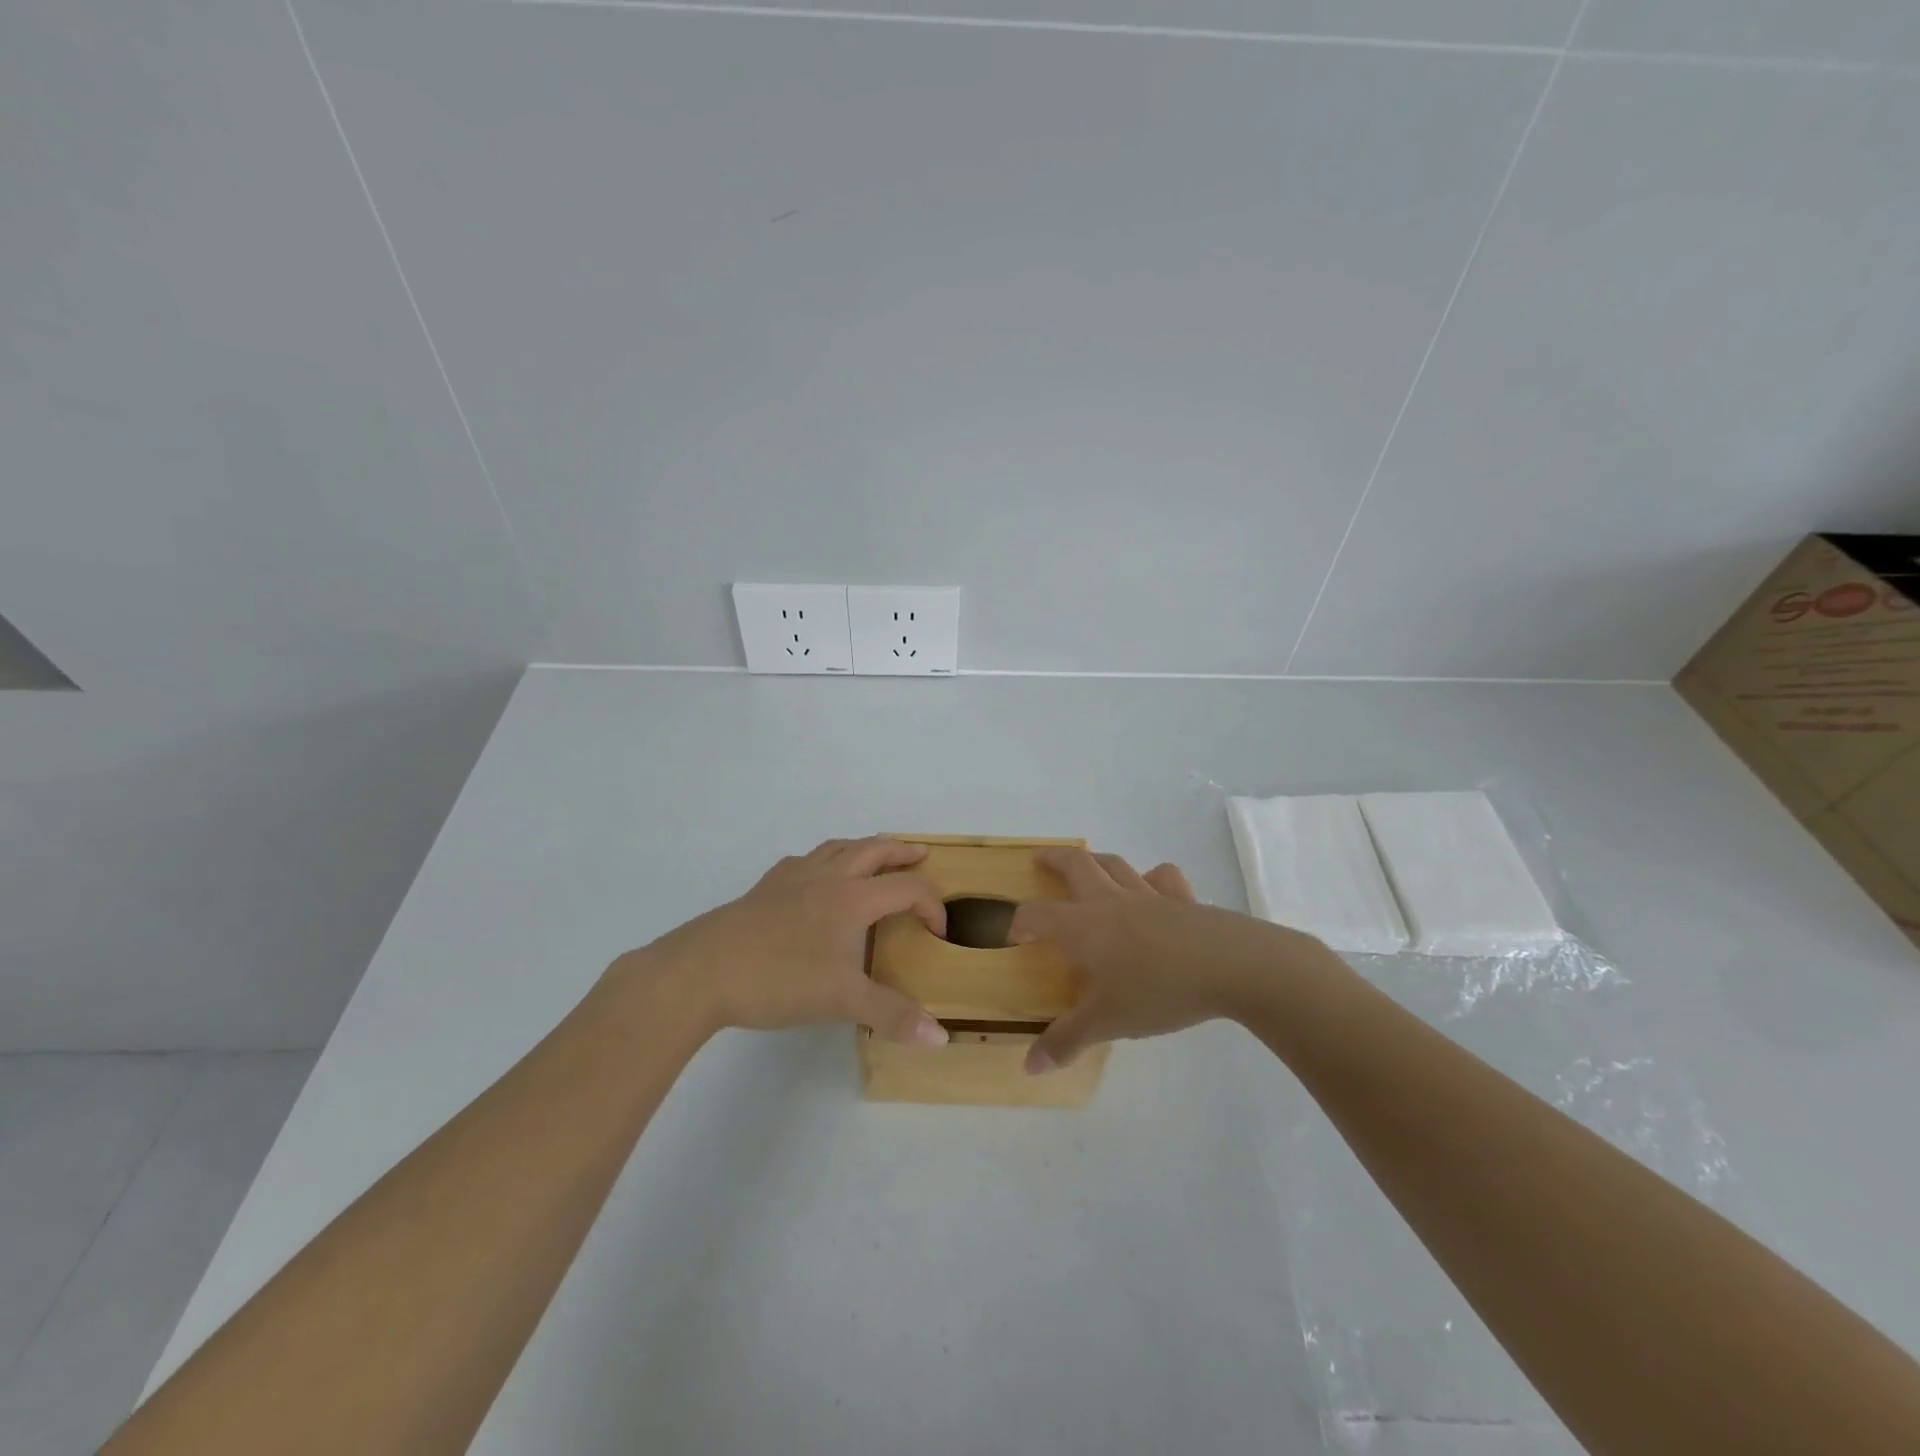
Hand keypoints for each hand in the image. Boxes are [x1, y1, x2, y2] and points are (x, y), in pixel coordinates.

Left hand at [637, 837, 950, 1044]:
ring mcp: (792, 878)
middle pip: (873, 850)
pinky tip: (814, 877)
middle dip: (901, 852)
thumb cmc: (779, 980)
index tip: (938, 932)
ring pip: (837, 848)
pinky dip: (822, 860)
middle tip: (921, 855)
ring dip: (863, 848)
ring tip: (873, 857)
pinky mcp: (764, 888)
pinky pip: (802, 861)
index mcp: (852, 899)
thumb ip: (892, 1015)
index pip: (906, 888)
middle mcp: (826, 877)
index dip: (931, 904)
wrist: (702, 971)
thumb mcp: (841, 1001)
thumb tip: (941, 1037)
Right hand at [1009, 847, 1321, 1072]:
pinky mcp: (1182, 899)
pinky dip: (1153, 878)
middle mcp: (1109, 902)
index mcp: (1082, 927)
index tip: (1014, 936)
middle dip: (1053, 860)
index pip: (1037, 915)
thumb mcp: (1107, 1023)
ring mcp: (1148, 895)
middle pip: (1075, 866)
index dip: (1020, 922)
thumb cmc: (1158, 991)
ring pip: (1115, 865)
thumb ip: (1067, 1040)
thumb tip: (1029, 1067)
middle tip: (1039, 859)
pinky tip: (1153, 885)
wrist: (1229, 966)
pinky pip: (1162, 879)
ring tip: (1088, 864)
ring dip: (1096, 861)